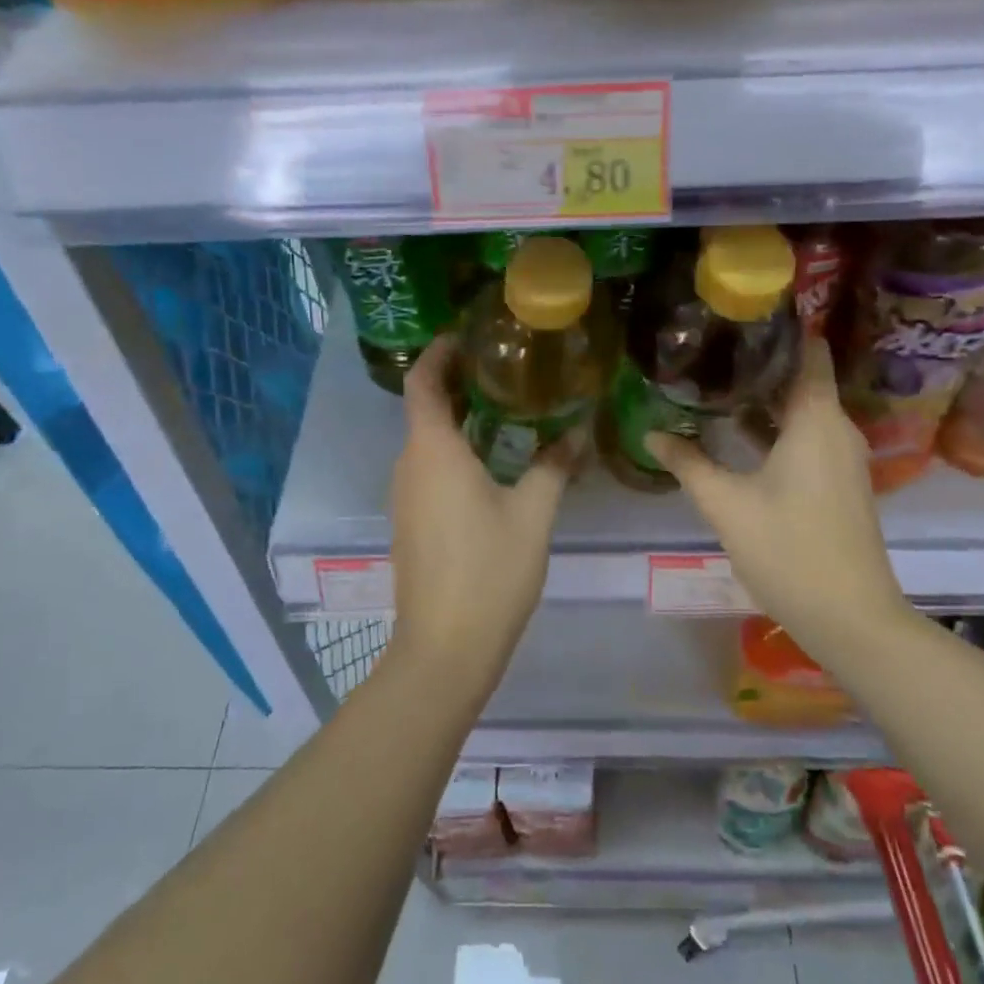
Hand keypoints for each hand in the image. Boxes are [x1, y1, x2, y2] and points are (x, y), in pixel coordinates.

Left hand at [387, 335, 573, 696]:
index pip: (423, 382)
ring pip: (427, 441)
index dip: (438, 352)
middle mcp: (409, 466)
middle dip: (457, 382)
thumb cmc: (489, 572)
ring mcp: (405, 497)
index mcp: (433, 452)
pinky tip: (491, 462)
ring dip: (458, 419)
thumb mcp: (533, 515)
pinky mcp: (410, 522)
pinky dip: (454, 451)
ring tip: (506, 408)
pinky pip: (428, 469)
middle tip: (504, 369)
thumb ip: (554, 467)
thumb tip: (578, 432)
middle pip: (424, 408)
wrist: (444, 649)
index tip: (466, 335)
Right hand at [647, 337, 914, 666]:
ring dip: (765, 399)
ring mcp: (844, 457)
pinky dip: (778, 428)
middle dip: (760, 364)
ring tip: (716, 385)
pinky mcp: (841, 482)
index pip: (809, 351)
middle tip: (711, 349)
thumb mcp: (726, 505)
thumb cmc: (788, 550)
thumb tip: (652, 434)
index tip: (741, 315)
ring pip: (804, 411)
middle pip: (802, 379)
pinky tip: (740, 435)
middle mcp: (838, 428)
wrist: (850, 617)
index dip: (781, 328)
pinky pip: (809, 437)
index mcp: (816, 419)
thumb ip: (688, 463)